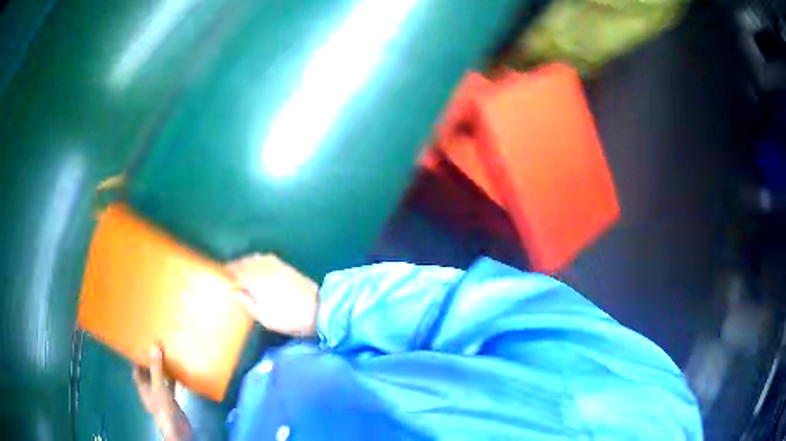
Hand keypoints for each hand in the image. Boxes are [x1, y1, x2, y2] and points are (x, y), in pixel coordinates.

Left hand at [132, 347, 192, 440]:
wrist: (177, 427)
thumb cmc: (162, 406)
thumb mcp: (158, 385)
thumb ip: (156, 367)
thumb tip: (154, 346)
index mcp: (142, 387)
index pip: (136, 371)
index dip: (137, 360)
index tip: (141, 347)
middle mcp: (150, 391)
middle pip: (148, 375)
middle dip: (151, 363)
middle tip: (155, 349)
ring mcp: (161, 397)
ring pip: (160, 380)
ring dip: (162, 371)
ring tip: (166, 358)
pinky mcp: (172, 401)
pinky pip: (170, 387)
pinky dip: (173, 380)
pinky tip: (178, 373)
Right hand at [227, 253, 318, 335]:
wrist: (319, 310)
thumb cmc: (289, 318)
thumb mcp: (264, 317)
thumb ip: (247, 302)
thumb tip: (234, 290)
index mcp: (256, 281)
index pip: (235, 272)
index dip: (226, 273)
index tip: (219, 276)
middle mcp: (263, 268)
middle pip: (243, 263)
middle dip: (233, 267)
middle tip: (226, 274)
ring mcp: (275, 265)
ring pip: (253, 258)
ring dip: (244, 262)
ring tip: (238, 270)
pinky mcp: (284, 265)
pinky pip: (265, 257)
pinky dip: (256, 259)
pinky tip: (254, 265)